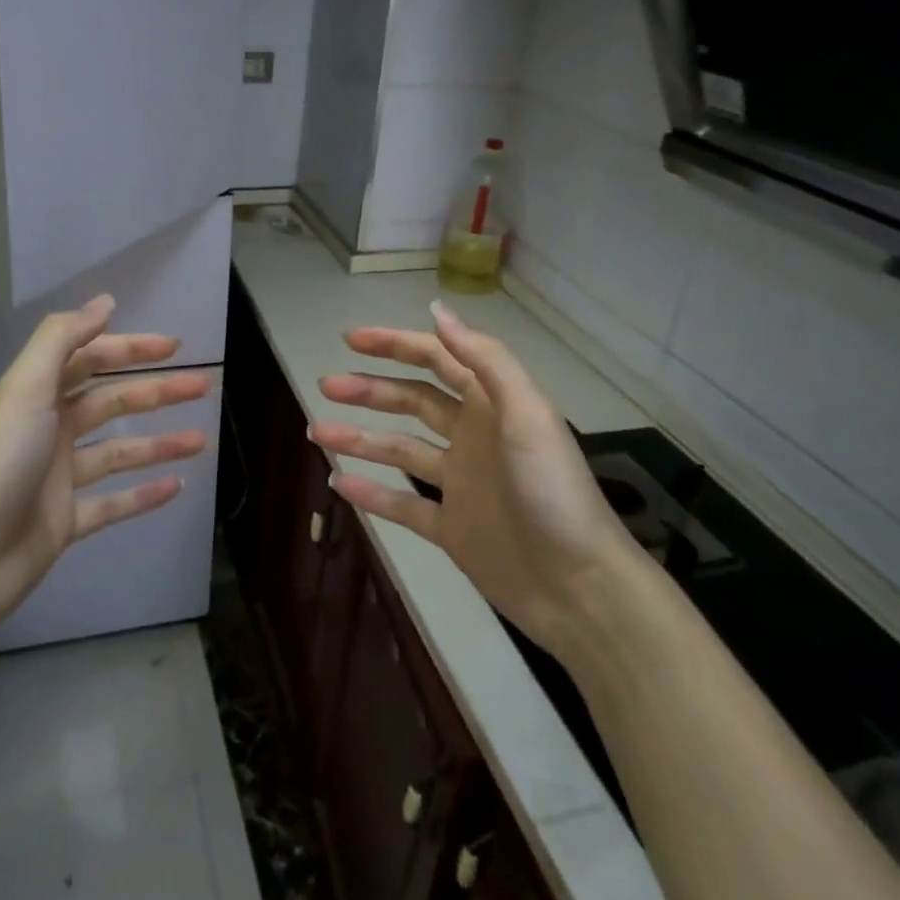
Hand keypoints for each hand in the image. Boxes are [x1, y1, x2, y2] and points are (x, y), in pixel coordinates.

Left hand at [0, 294, 211, 635]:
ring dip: (159, 443)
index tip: (173, 347)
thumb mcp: (26, 387)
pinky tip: (176, 486)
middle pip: (111, 402)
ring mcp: (58, 477)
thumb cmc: (0, 461)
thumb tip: (105, 302)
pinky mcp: (66, 521)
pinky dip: (144, 495)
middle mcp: (48, 430)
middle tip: (202, 386)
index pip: (90, 359)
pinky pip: (113, 503)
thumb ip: (63, 338)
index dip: (130, 348)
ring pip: (118, 452)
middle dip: (156, 392)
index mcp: (36, 395)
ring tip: (201, 440)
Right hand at [310, 300, 632, 650]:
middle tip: (327, 384)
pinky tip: (338, 483)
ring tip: (318, 431)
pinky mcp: (453, 529)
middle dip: (369, 389)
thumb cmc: (553, 493)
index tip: (351, 339)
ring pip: (400, 450)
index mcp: (492, 406)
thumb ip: (484, 361)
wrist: (581, 589)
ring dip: (360, 439)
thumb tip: (436, 310)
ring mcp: (460, 485)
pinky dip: (372, 495)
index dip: (395, 344)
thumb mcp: (527, 416)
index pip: (437, 360)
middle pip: (412, 401)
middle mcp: (473, 437)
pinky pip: (403, 506)